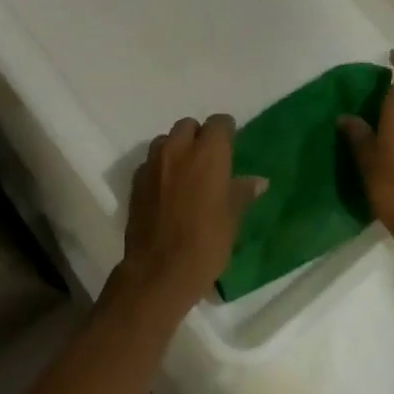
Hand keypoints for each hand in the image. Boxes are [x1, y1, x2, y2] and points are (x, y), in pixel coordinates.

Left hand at [118, 114, 266, 310]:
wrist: (159, 271)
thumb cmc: (205, 243)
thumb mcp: (232, 219)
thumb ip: (241, 193)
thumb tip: (257, 181)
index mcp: (208, 154)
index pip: (219, 123)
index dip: (226, 132)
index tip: (231, 145)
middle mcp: (178, 150)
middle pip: (188, 126)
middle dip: (198, 136)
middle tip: (208, 160)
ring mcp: (152, 164)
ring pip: (165, 141)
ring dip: (176, 149)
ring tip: (185, 173)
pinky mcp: (136, 181)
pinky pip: (150, 163)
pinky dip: (160, 168)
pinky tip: (167, 190)